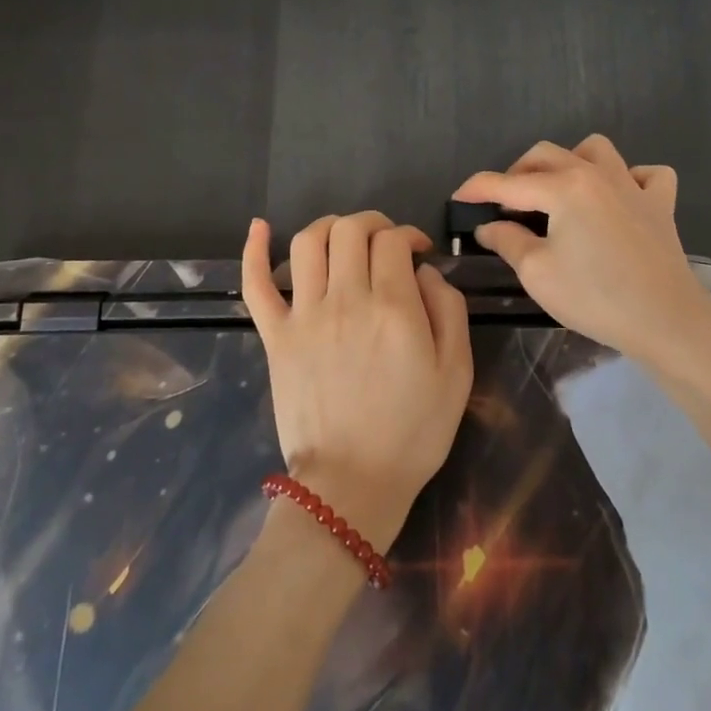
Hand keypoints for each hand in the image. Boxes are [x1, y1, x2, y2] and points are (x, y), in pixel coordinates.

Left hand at [243, 212, 472, 553]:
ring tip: (344, 239)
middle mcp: (345, 299)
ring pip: (309, 242)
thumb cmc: (413, 432)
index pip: (393, 240)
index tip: (419, 253)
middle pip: (351, 230)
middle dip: (374, 224)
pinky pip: (256, 284)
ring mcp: (304, 316)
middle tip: (387, 244)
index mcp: (393, 307)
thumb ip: (449, 309)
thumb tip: (425, 272)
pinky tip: (260, 227)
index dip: (409, 235)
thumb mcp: (456, 373)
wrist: (351, 485)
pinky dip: (254, 250)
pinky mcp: (275, 337)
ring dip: (329, 226)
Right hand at [453, 135, 710, 361]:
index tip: (458, 197)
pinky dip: (629, 178)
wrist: (666, 320)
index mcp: (564, 188)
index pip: (508, 183)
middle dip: (518, 172)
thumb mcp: (538, 273)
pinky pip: (646, 174)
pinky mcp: (660, 204)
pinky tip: (619, 199)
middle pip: (547, 154)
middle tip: (505, 205)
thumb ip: (508, 242)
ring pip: (596, 150)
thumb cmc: (595, 297)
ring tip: (559, 191)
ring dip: (570, 162)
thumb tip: (489, 226)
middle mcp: (597, 174)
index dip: (478, 188)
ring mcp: (633, 185)